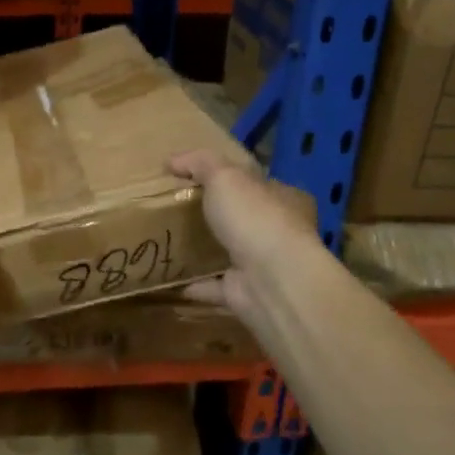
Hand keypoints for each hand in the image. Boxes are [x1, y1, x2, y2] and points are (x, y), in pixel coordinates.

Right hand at [169, 150, 322, 324]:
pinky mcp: (245, 293)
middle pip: (245, 219)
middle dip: (218, 216)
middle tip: (180, 209)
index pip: (259, 183)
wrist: (272, 280)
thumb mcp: (225, 176)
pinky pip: (214, 287)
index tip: (199, 179)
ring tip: (170, 243)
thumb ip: (200, 163)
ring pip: (231, 254)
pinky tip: (170, 279)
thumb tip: (171, 161)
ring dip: (206, 251)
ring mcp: (263, 266)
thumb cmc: (255, 218)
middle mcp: (279, 233)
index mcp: (284, 199)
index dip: (233, 178)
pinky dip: (195, 284)